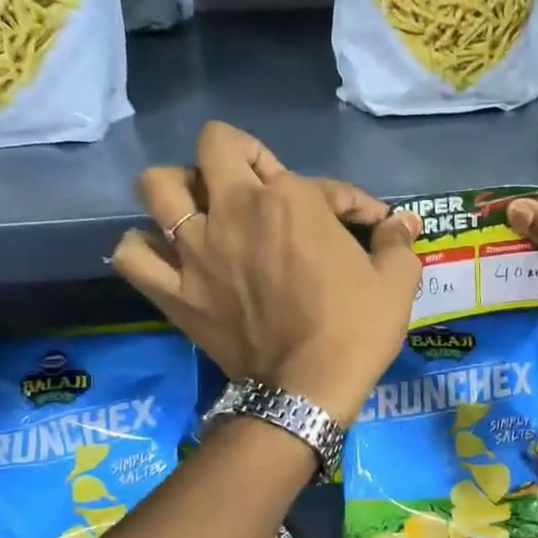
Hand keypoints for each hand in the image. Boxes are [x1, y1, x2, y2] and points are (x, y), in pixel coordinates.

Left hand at [114, 122, 422, 423]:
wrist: (306, 391)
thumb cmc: (355, 331)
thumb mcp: (396, 283)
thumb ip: (398, 243)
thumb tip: (406, 223)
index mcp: (292, 201)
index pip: (326, 183)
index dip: (354, 202)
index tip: (369, 225)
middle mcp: (235, 210)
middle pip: (216, 145)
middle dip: (242, 155)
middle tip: (261, 187)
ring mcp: (195, 249)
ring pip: (158, 186)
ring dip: (180, 188)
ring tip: (202, 209)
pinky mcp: (174, 291)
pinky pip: (132, 255)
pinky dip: (142, 248)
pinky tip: (165, 254)